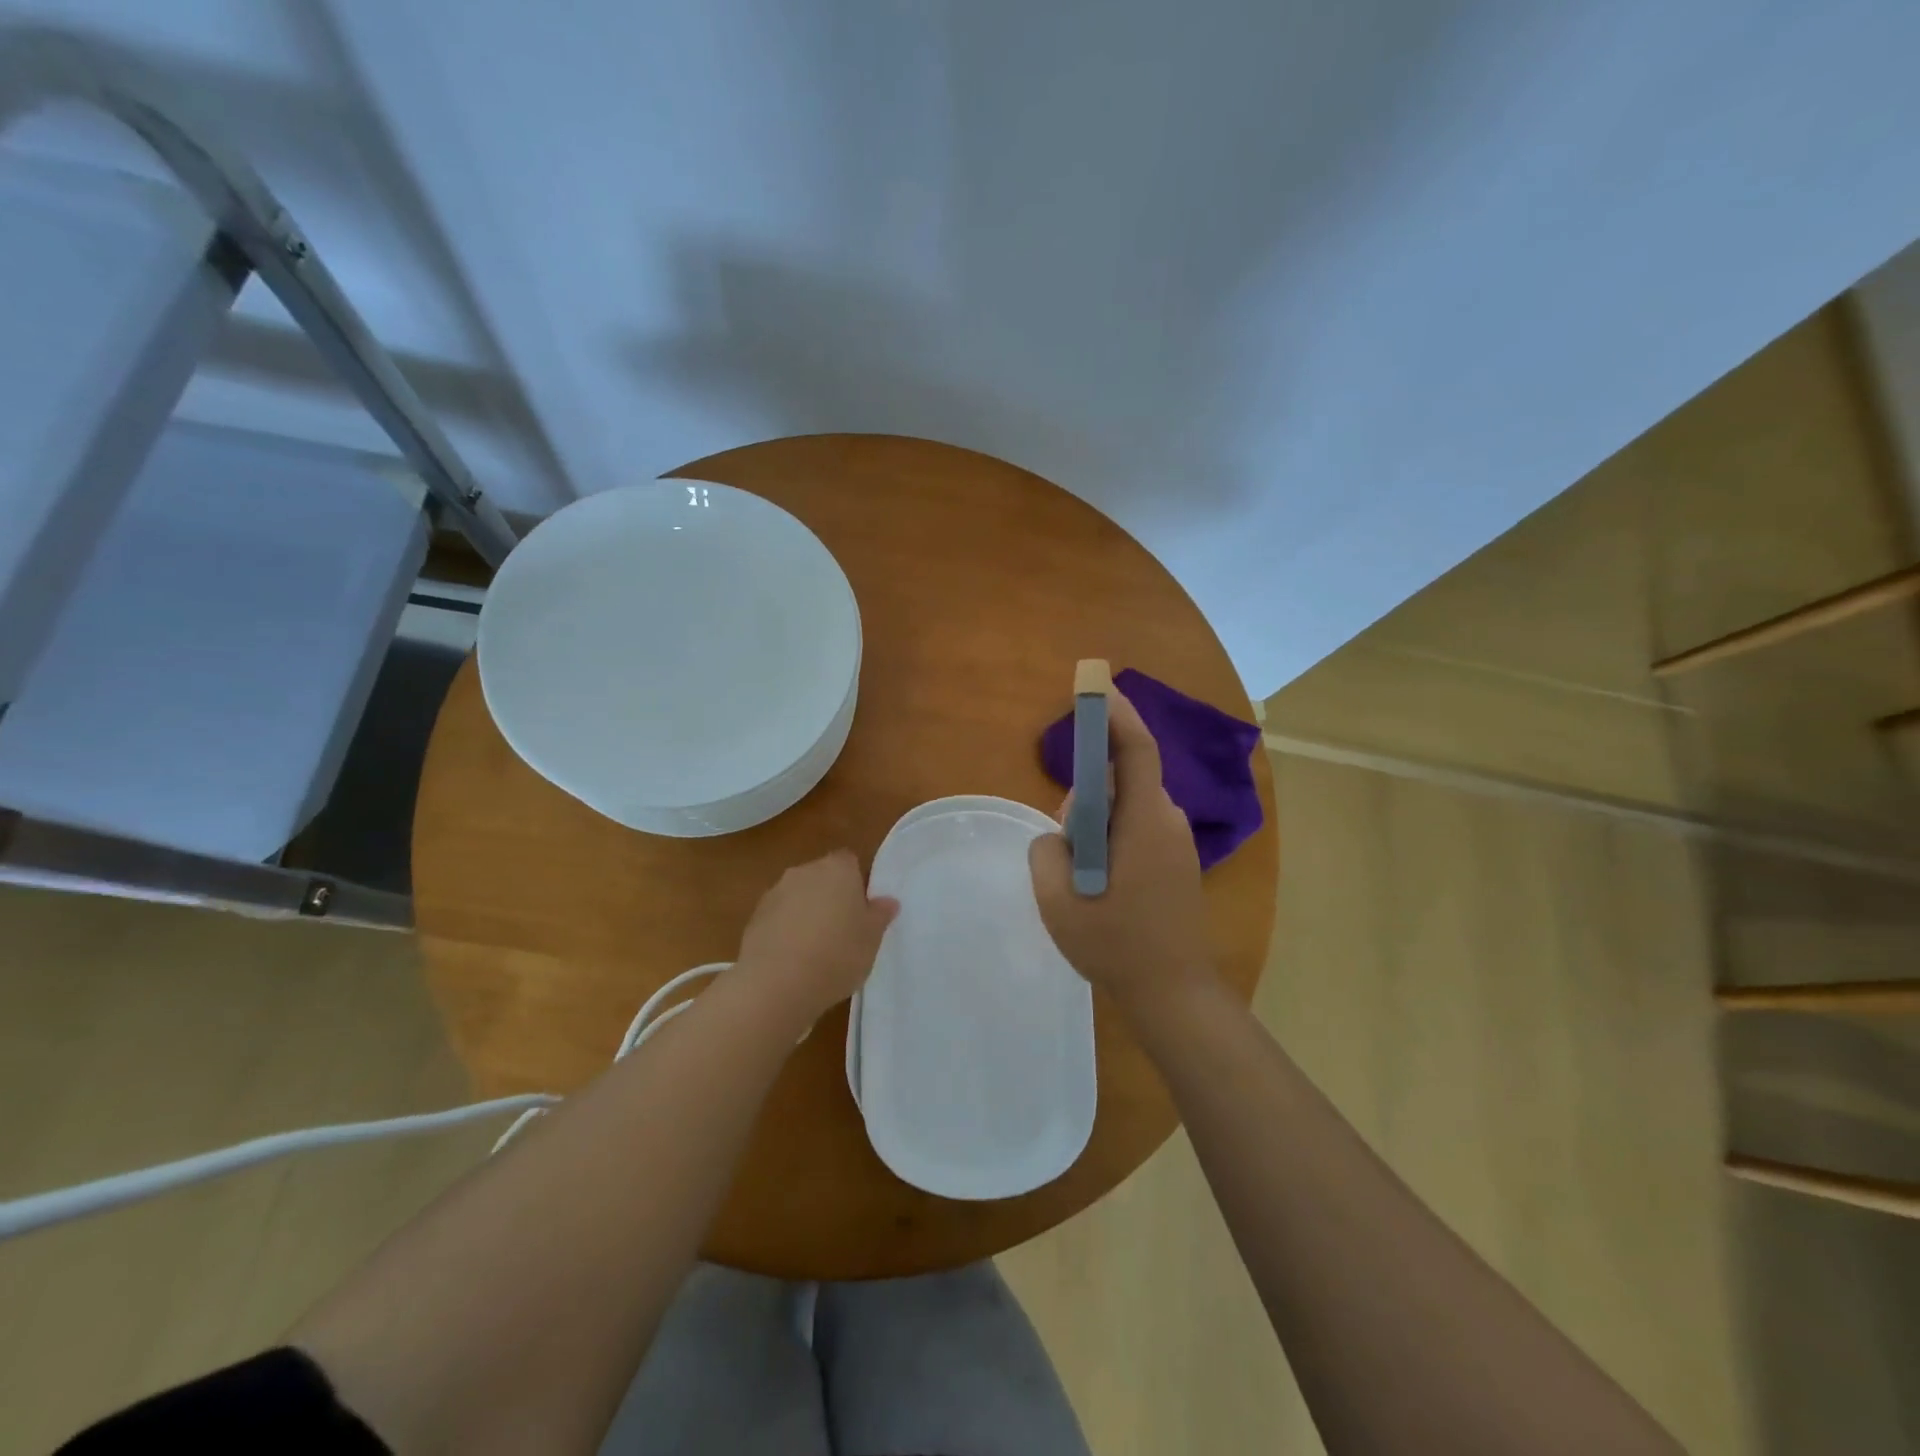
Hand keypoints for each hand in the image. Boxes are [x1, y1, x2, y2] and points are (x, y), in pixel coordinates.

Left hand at [734, 850, 898, 1024]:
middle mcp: (804, 871)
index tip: (862, 910)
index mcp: (837, 869)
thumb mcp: (872, 938)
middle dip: (831, 897)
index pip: (850, 861)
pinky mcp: (754, 918)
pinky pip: (778, 918)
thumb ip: (880, 915)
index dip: (856, 883)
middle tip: (844, 931)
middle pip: (822, 876)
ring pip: (798, 897)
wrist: (776, 984)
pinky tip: (793, 960)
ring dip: (806, 913)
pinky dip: (786, 931)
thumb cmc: (837, 955)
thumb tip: (887, 901)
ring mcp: (775, 893)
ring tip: (816, 950)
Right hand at [1029, 686, 1216, 1014]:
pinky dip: (1111, 838)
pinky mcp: (1178, 861)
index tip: (1095, 687)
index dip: (1114, 715)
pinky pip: (1138, 828)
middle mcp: (1168, 820)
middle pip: (1123, 780)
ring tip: (1080, 876)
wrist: (1174, 993)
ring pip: (1128, 807)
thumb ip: (1046, 851)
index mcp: (1143, 821)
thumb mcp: (1058, 899)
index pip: (1134, 749)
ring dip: (1097, 823)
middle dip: (1087, 794)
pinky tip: (1100, 882)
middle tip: (1065, 844)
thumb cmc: (1116, 944)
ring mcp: (1178, 842)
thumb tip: (1059, 836)